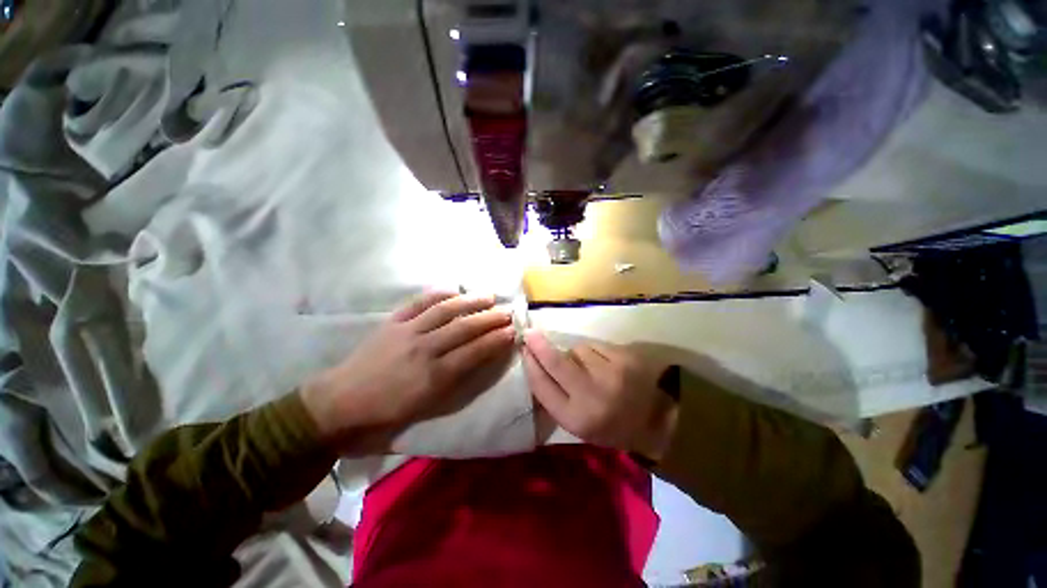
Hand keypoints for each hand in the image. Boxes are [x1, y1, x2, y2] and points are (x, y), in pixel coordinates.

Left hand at [301, 291, 516, 454]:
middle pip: (464, 328)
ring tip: (488, 296)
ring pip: (445, 311)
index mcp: (434, 376)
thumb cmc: (388, 411)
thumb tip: (478, 359)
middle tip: (507, 311)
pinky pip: (418, 303)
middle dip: (489, 319)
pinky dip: (437, 294)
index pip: (473, 352)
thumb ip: (455, 381)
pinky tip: (452, 289)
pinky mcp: (392, 322)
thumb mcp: (426, 406)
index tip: (512, 331)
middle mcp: (424, 349)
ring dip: (470, 301)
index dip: (495, 340)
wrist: (341, 402)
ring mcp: (407, 331)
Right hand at [522, 331, 677, 459]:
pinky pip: (595, 345)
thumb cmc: (612, 426)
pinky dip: (593, 351)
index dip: (530, 366)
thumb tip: (536, 364)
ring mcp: (610, 373)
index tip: (524, 352)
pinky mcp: (624, 357)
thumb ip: (556, 398)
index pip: (542, 387)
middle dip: (538, 346)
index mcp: (576, 419)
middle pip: (556, 362)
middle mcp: (591, 396)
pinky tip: (604, 363)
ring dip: (576, 354)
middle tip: (529, 334)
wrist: (658, 420)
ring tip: (590, 367)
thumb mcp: (579, 425)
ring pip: (577, 350)